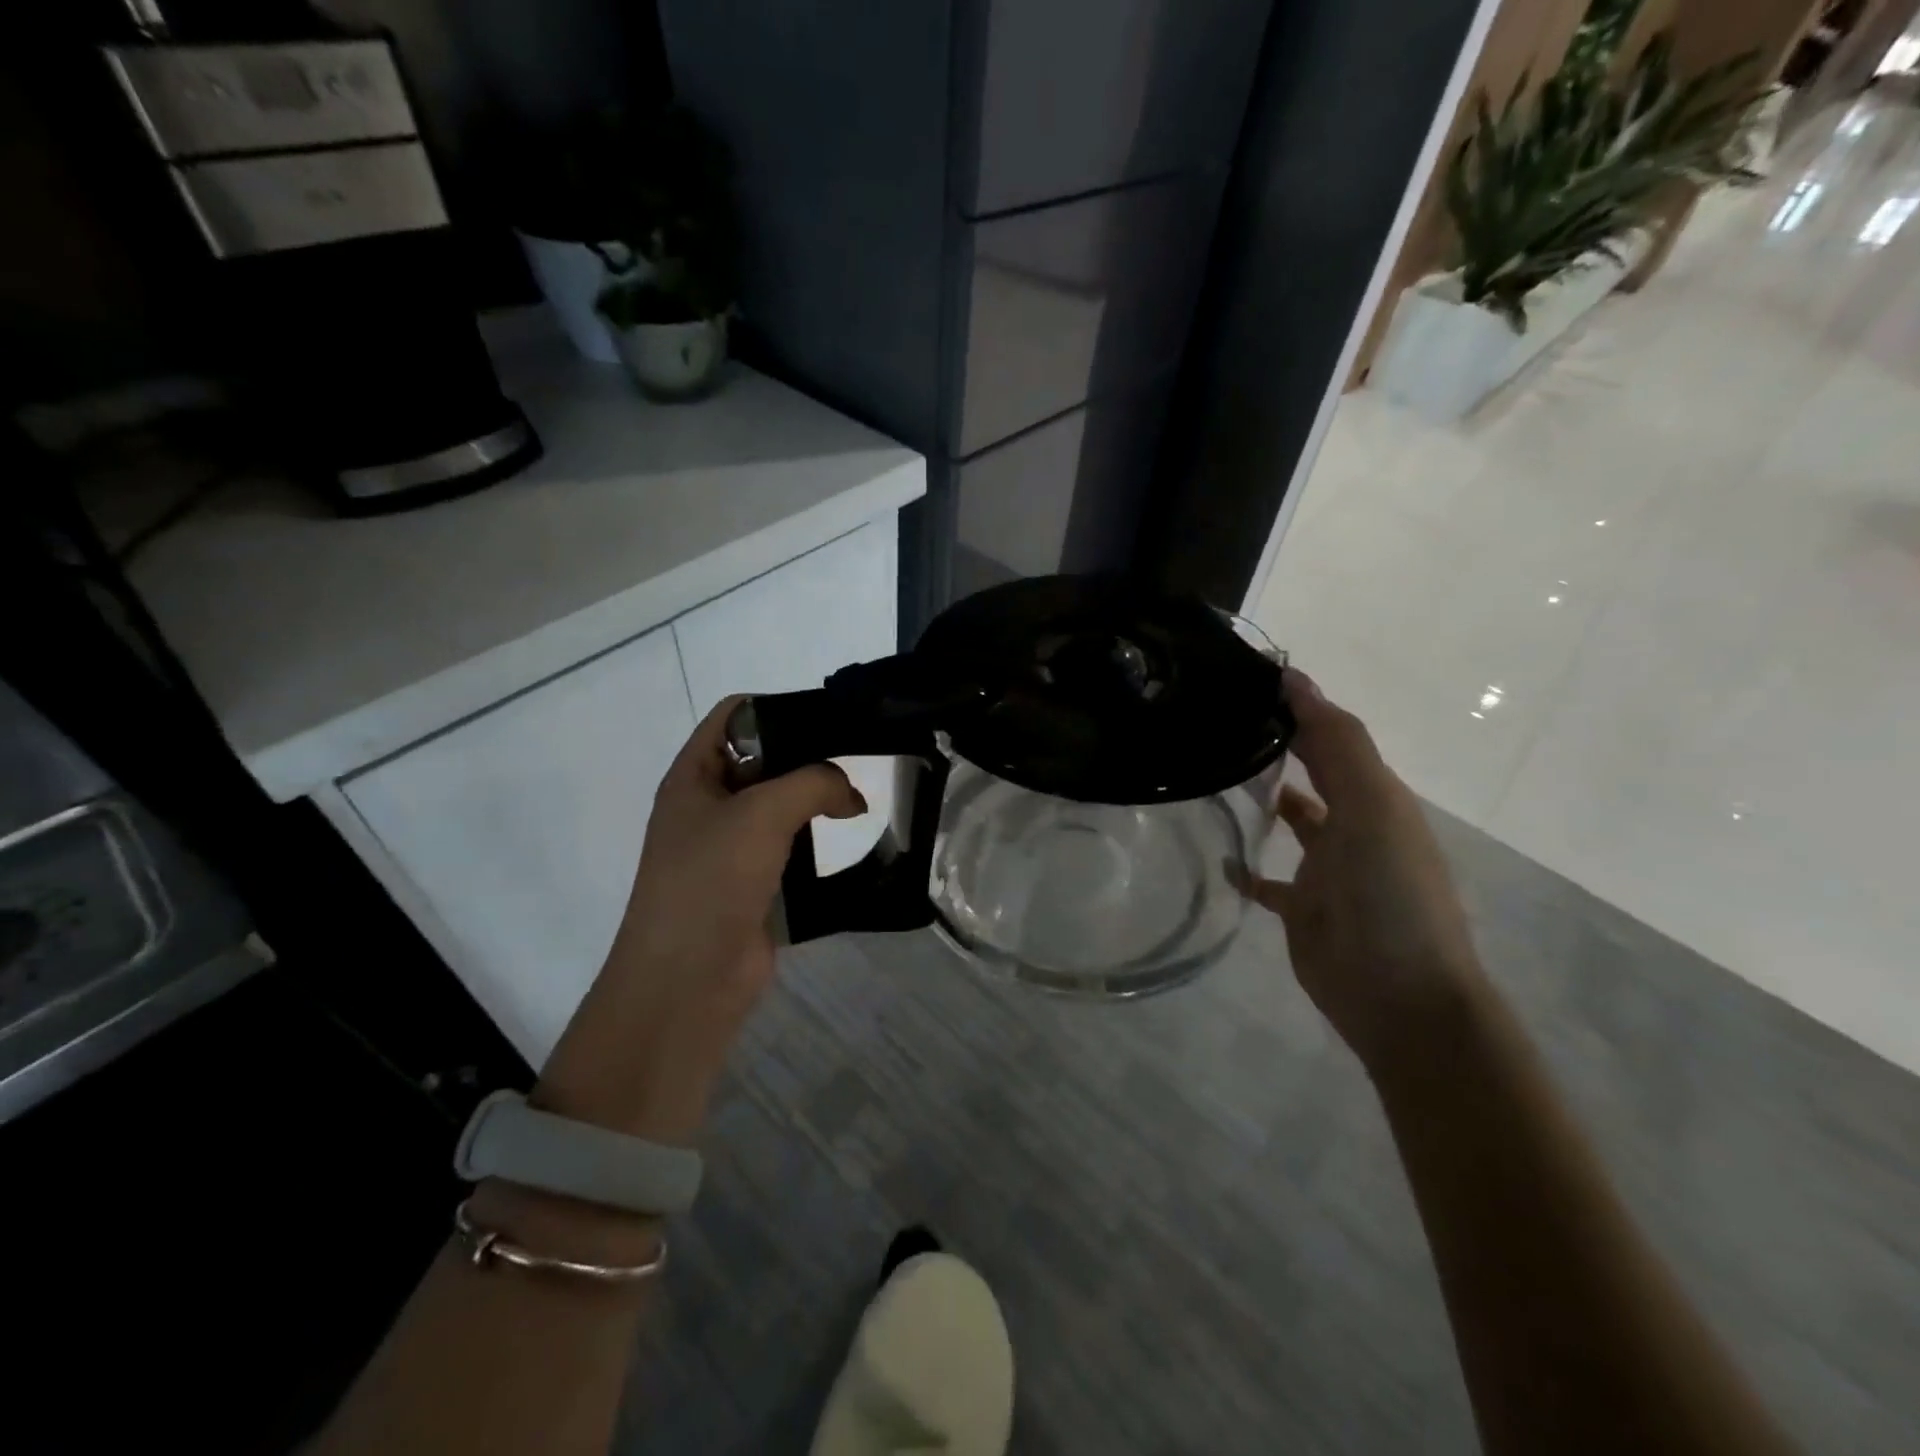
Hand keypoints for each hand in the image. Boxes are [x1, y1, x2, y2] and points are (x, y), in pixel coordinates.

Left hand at [533, 696, 864, 1142]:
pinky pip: (792, 848)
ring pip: (781, 806)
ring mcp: (732, 847)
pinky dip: (819, 840)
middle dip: (808, 756)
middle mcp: (710, 805)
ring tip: (860, 800)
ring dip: (817, 801)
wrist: (688, 980)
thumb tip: (852, 796)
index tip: (830, 718)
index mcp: (694, 776)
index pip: (735, 716)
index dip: (779, 708)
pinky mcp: (757, 884)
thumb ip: (814, 783)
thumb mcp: (762, 813)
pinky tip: (852, 838)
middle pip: (764, 760)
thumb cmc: (711, 881)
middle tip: (859, 759)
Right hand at [1242, 669, 1486, 1069]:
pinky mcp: (1301, 909)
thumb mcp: (1373, 806)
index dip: (1296, 704)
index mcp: (1373, 797)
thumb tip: (1296, 678)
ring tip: (1209, 777)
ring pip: (1291, 821)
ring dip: (1263, 799)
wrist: (1398, 995)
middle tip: (1216, 721)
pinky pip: (1268, 880)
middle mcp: (1352, 826)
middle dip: (1277, 745)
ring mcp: (1326, 870)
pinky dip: (1244, 867)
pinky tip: (1215, 856)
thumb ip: (1338, 744)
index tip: (1244, 677)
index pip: (1331, 736)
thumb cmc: (1389, 892)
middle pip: (1312, 773)